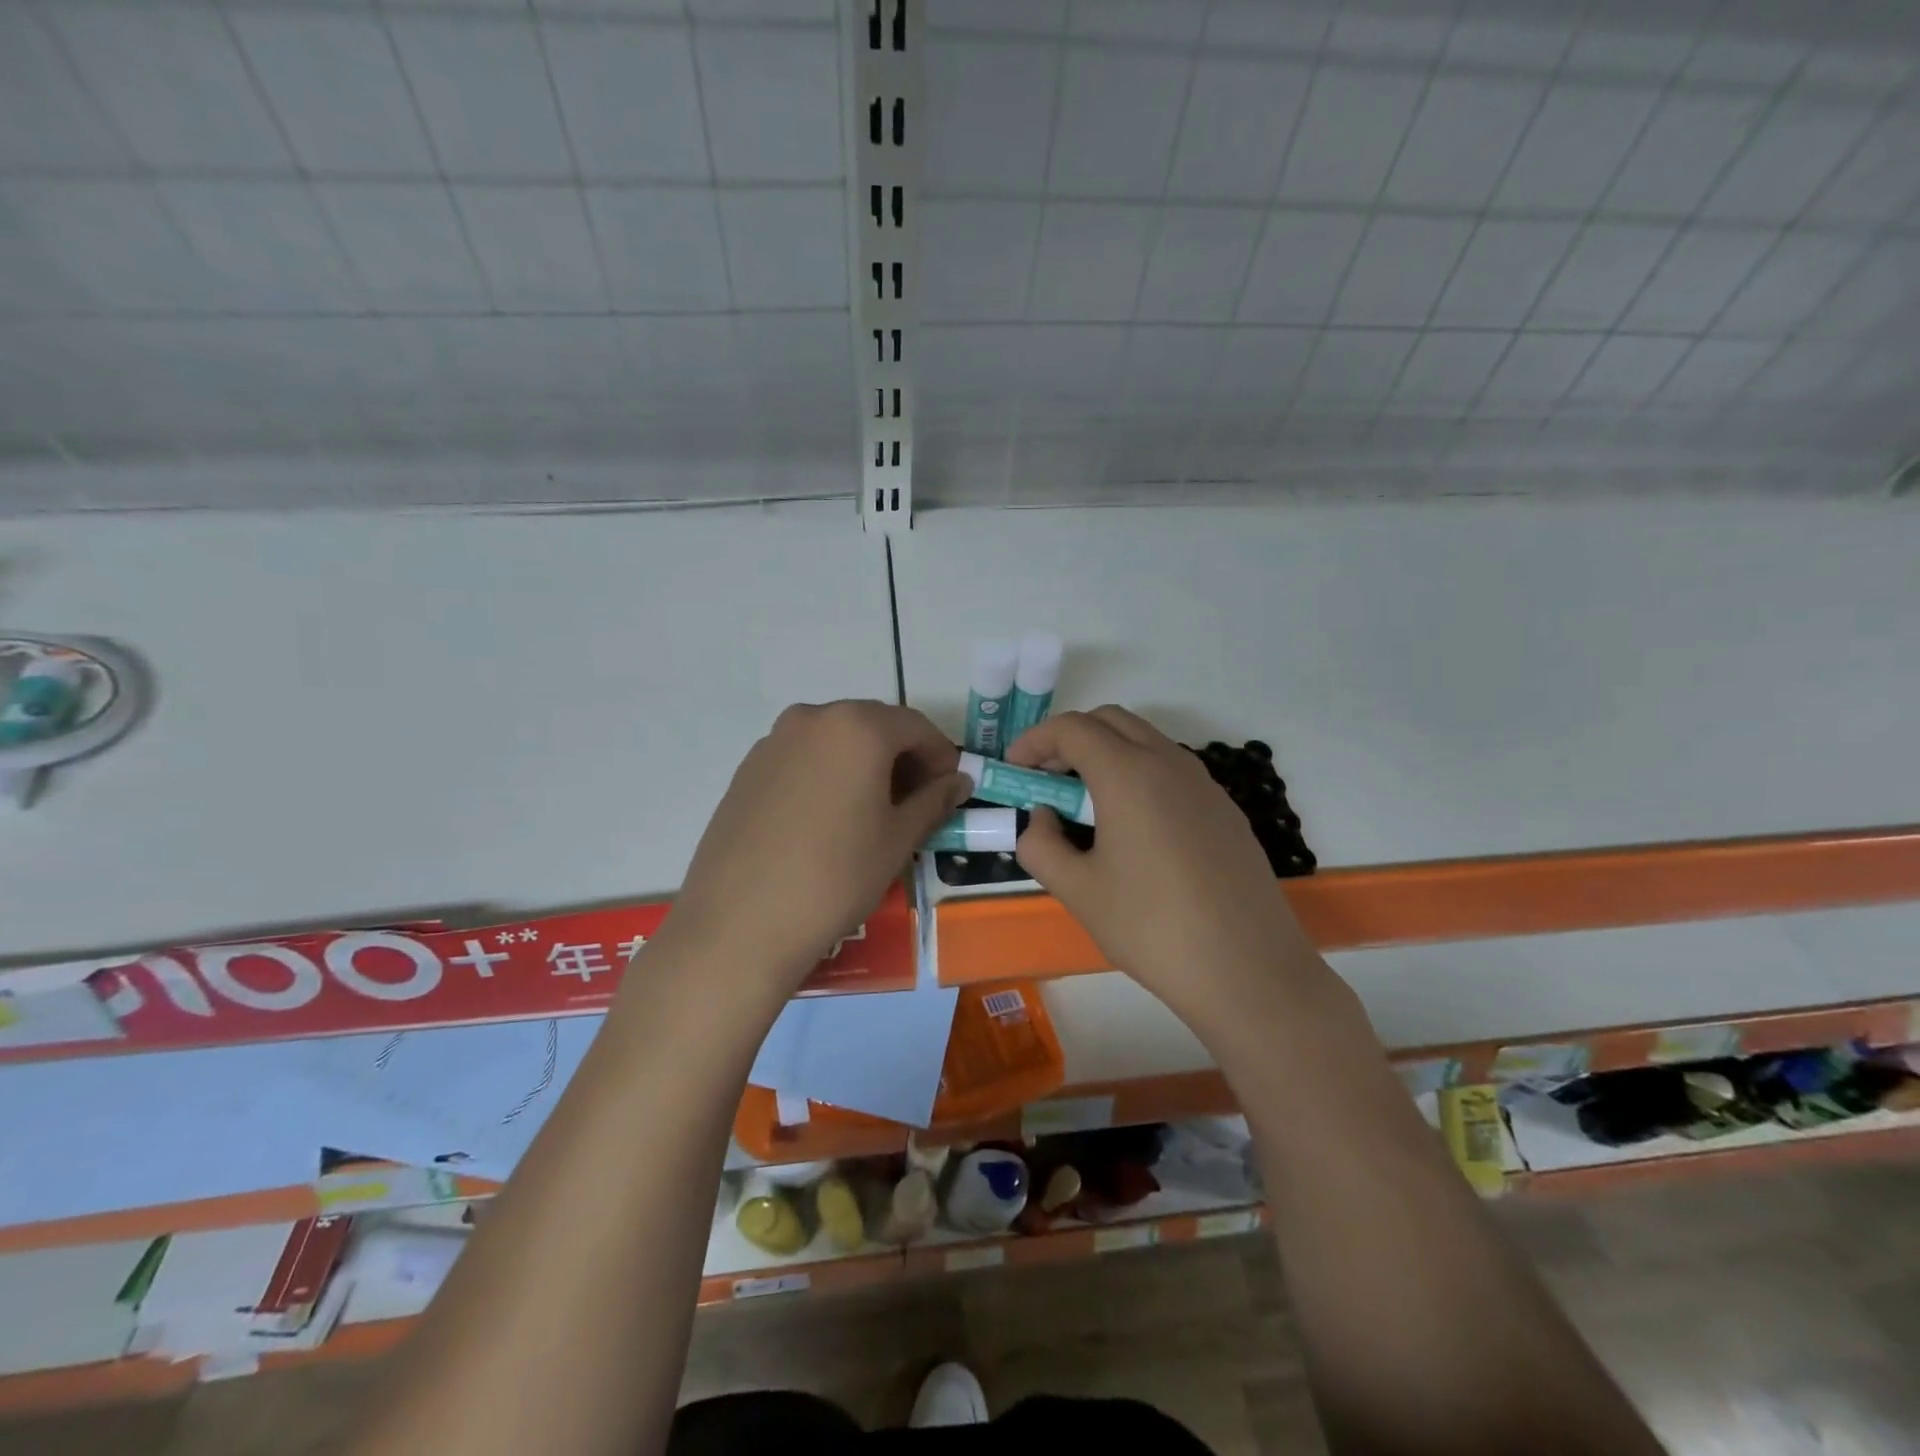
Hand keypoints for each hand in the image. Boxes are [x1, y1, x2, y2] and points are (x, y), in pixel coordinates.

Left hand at [653, 701, 968, 996]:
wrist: (740, 923)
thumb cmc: (836, 876)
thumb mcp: (898, 839)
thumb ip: (934, 801)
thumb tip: (958, 781)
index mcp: (857, 726)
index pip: (915, 726)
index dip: (941, 755)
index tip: (951, 788)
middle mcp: (812, 718)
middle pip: (873, 726)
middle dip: (903, 757)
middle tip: (917, 800)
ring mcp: (773, 742)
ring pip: (835, 741)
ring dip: (864, 765)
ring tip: (873, 812)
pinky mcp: (746, 770)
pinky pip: (803, 759)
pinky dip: (828, 775)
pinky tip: (829, 819)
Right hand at [1009, 707, 1322, 1030]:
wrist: (1248, 970)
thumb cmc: (1152, 927)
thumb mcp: (1077, 891)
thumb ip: (1040, 845)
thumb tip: (1042, 818)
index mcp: (1129, 774)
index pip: (1072, 729)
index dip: (1034, 741)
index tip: (1014, 770)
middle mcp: (1170, 763)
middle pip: (1111, 721)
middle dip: (1070, 740)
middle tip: (1046, 781)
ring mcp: (1205, 785)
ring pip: (1146, 742)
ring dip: (1107, 755)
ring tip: (1085, 807)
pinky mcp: (1225, 810)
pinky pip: (1172, 771)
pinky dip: (1139, 776)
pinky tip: (1133, 829)